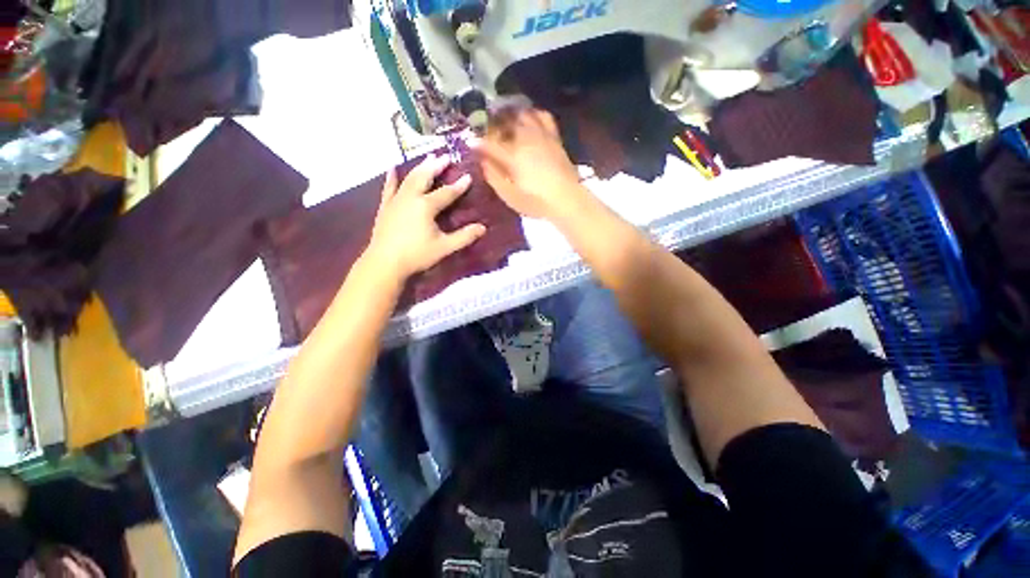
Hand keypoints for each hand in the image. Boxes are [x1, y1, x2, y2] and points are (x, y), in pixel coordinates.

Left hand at [367, 154, 485, 278]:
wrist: (385, 263)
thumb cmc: (417, 255)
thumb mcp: (444, 247)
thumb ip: (464, 237)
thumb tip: (483, 228)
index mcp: (426, 206)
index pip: (447, 192)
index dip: (459, 185)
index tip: (469, 176)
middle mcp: (411, 197)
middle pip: (425, 177)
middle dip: (437, 166)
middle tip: (446, 156)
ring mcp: (396, 200)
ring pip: (409, 178)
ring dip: (420, 167)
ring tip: (428, 157)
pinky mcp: (386, 207)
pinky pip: (389, 188)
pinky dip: (392, 177)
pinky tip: (393, 168)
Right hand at [476, 106, 589, 219]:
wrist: (566, 199)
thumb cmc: (536, 202)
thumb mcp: (510, 195)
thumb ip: (494, 177)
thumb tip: (483, 162)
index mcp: (511, 156)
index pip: (489, 143)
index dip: (477, 142)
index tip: (470, 141)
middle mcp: (524, 140)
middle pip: (504, 122)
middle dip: (491, 121)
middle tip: (485, 126)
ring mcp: (541, 136)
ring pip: (522, 114)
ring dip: (510, 113)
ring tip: (504, 116)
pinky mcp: (554, 138)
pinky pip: (544, 117)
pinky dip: (533, 113)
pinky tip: (529, 116)